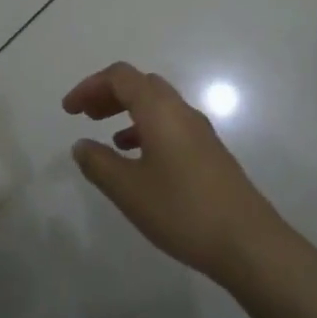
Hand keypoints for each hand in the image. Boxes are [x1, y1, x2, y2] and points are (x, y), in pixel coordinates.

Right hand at [63, 62, 279, 280]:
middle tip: (84, 116)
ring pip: (158, 104)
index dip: (90, 86)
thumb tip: (81, 145)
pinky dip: (147, 129)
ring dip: (128, 110)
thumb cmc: (182, 210)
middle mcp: (181, 111)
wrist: (247, 241)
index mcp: (160, 110)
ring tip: (106, 136)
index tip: (69, 111)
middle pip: (141, 84)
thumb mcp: (129, 190)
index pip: (121, 76)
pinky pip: (171, 125)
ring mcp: (199, 131)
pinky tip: (137, 159)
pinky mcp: (209, 152)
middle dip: (109, 94)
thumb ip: (99, 164)